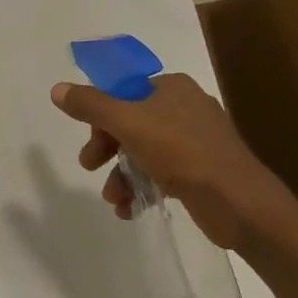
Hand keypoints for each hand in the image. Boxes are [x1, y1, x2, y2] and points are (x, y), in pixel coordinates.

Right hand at [49, 73, 285, 248]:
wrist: (240, 202)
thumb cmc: (182, 152)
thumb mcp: (128, 123)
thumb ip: (91, 106)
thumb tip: (57, 89)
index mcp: (172, 87)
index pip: (124, 91)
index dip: (101, 115)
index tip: (89, 141)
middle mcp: (185, 107)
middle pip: (131, 121)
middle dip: (108, 148)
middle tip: (90, 168)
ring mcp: (197, 140)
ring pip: (145, 151)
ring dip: (122, 174)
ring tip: (114, 200)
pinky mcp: (203, 171)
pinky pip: (163, 173)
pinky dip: (144, 187)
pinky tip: (131, 210)